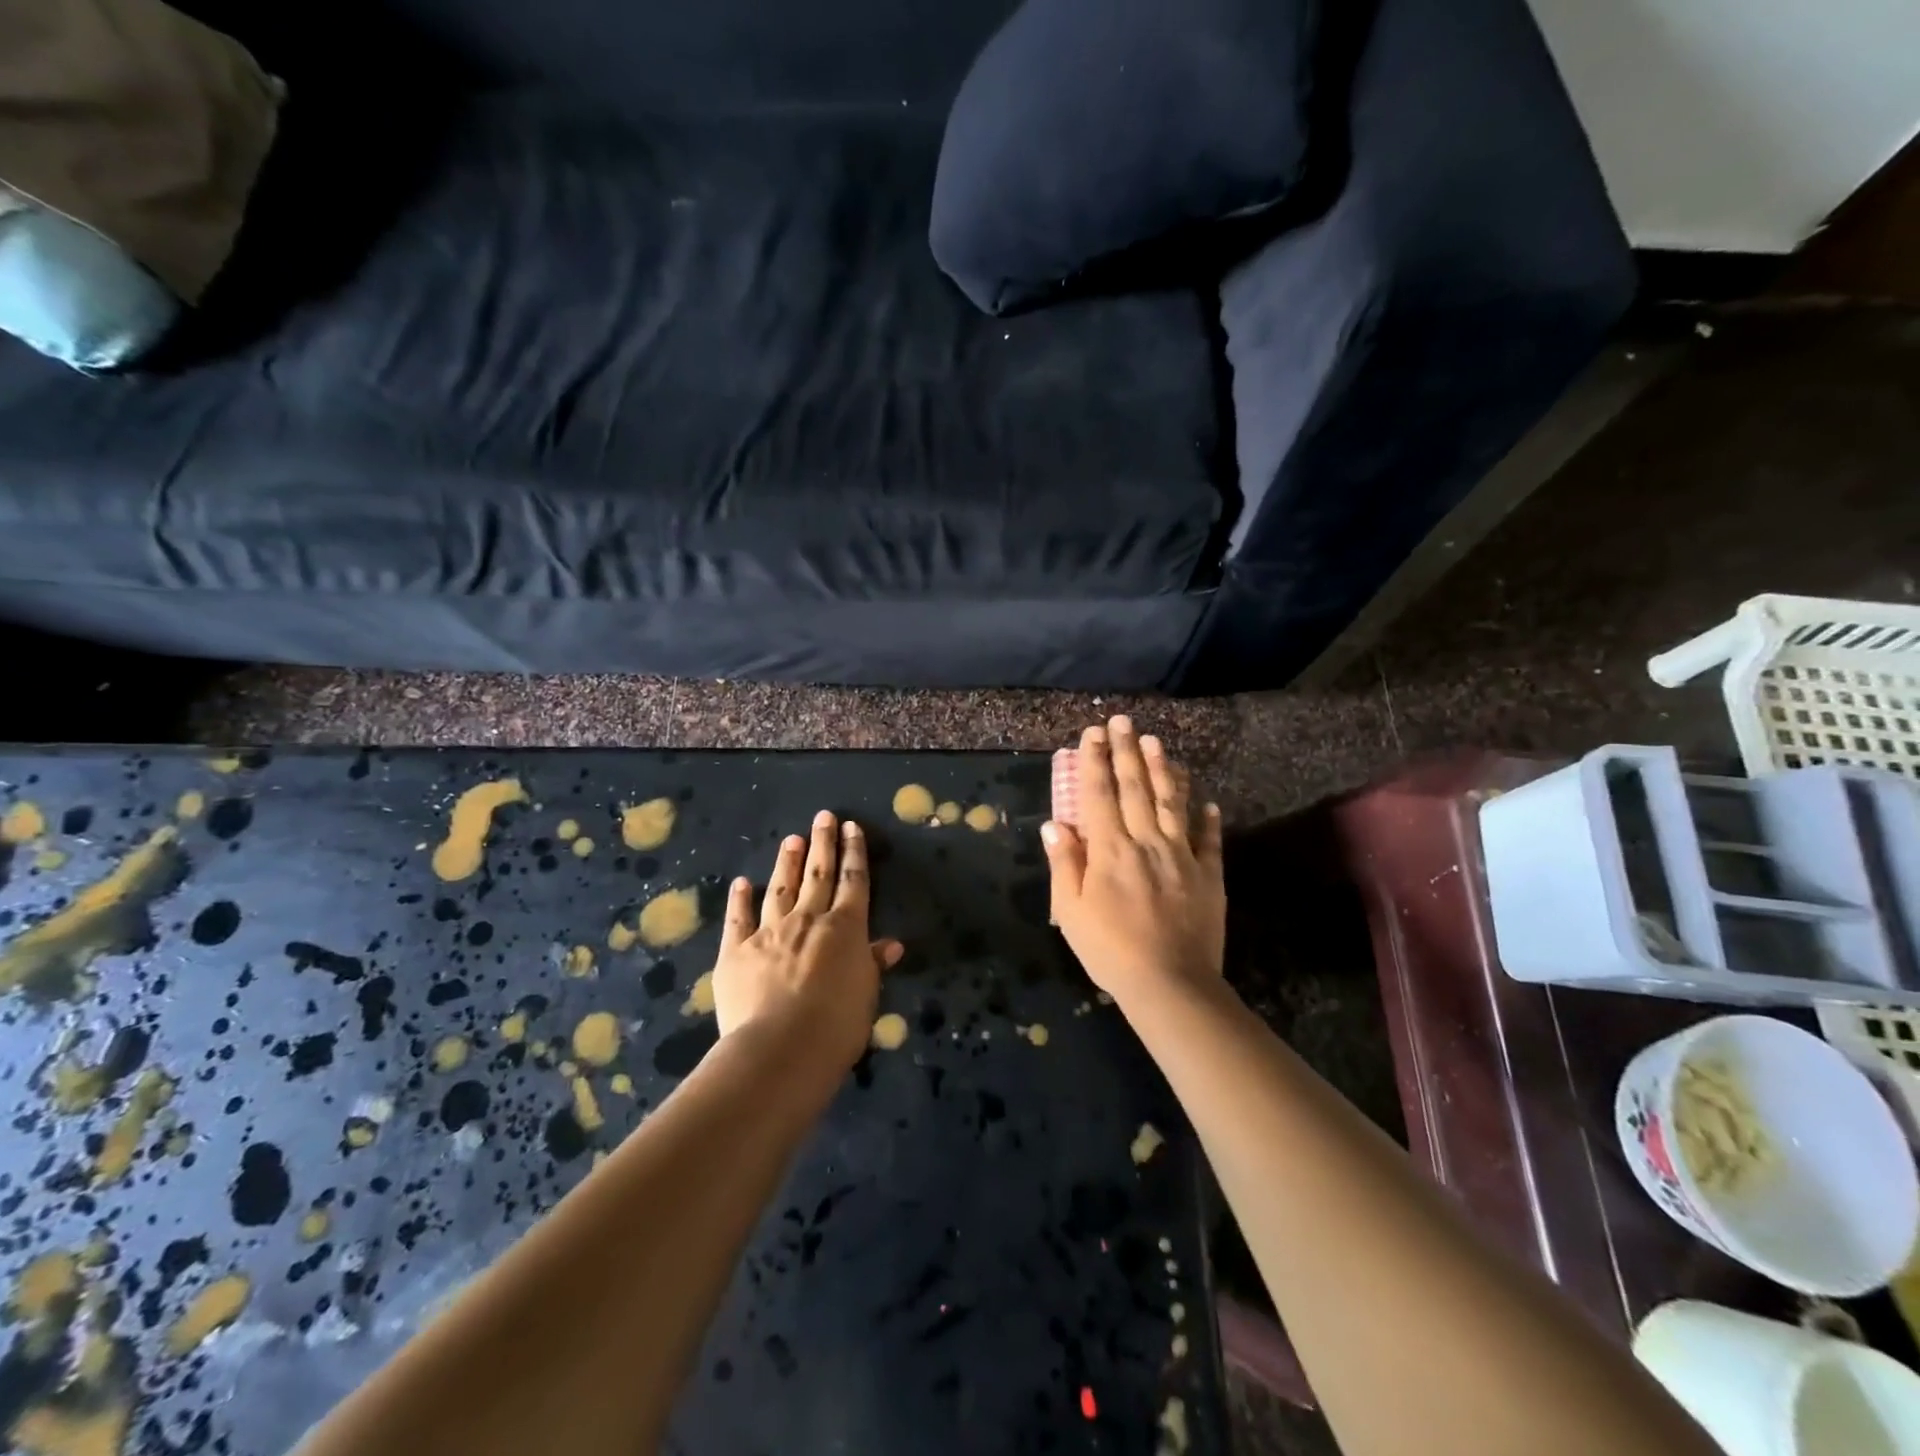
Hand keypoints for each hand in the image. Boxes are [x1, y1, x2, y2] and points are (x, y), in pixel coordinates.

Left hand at [712, 811, 903, 1072]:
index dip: (854, 853)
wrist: (780, 1048)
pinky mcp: (735, 951)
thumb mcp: (867, 995)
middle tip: (823, 816)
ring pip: (781, 889)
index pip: (853, 882)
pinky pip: (739, 919)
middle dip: (822, 844)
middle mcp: (808, 920)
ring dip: (787, 862)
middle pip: (818, 875)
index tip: (852, 827)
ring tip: (792, 839)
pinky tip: (742, 883)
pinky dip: (740, 899)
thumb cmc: (837, 1026)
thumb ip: (873, 964)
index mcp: (845, 928)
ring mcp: (769, 932)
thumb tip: (891, 944)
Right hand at [1041, 717, 1224, 1009]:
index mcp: (1110, 849)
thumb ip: (1064, 864)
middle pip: (1136, 788)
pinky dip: (1208, 819)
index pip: (1099, 794)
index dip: (1095, 761)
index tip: (1093, 733)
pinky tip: (1207, 802)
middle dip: (1127, 751)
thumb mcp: (1071, 911)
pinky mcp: (1209, 876)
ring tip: (1157, 742)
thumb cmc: (1110, 949)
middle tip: (1124, 721)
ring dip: (1164, 770)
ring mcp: (1182, 856)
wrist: (1170, 983)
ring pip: (1173, 803)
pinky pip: (1209, 840)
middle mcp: (1147, 841)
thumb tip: (1055, 824)